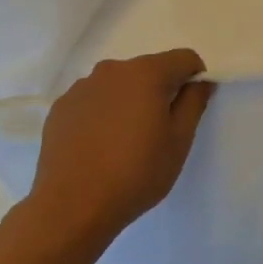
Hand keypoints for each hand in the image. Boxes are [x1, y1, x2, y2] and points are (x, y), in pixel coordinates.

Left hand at [28, 50, 214, 248]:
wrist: (72, 205)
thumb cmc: (136, 173)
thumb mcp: (179, 141)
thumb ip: (194, 102)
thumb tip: (201, 82)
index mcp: (146, 73)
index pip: (184, 58)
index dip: (195, 79)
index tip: (190, 108)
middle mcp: (112, 70)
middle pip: (149, 70)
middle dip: (160, 91)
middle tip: (158, 131)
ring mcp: (82, 87)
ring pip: (119, 85)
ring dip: (129, 102)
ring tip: (125, 142)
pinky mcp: (61, 107)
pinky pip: (93, 101)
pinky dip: (103, 114)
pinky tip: (99, 146)